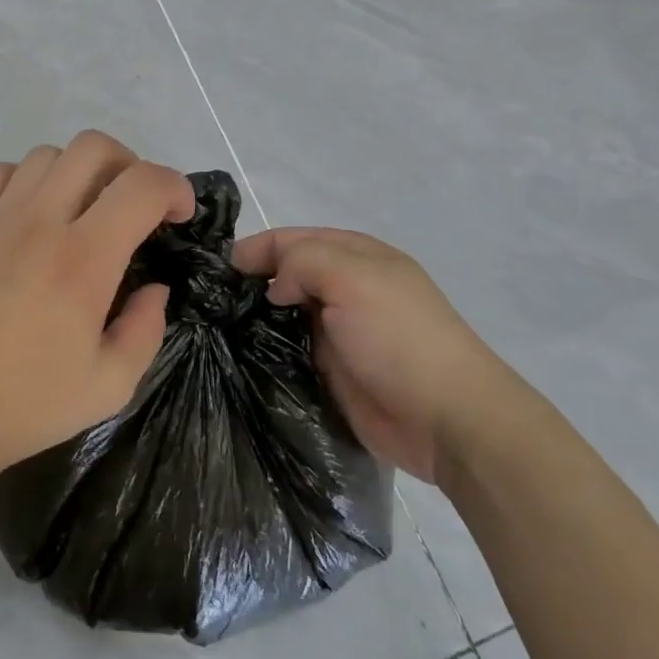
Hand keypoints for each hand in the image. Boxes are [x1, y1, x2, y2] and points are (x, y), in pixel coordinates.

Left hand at [0, 132, 193, 497]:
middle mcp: (41, 222)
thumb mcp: (110, 385)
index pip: (142, 186)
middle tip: (134, 206)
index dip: (175, 188)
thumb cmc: (25, 404)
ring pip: (46, 154)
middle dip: (130, 165)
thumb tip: (154, 287)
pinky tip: (30, 213)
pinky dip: (25, 178)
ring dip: (78, 172)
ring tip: (82, 210)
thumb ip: (146, 329)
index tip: (180, 214)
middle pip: (94, 147)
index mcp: (84, 259)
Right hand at [231, 228, 514, 486]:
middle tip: (211, 297)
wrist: (447, 420)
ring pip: (286, 312)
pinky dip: (266, 347)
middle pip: (288, 273)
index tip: (221, 268)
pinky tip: (239, 351)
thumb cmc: (399, 338)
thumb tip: (275, 287)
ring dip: (256, 315)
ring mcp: (340, 331)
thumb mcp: (352, 278)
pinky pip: (290, 348)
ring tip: (216, 323)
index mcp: (358, 256)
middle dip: (254, 279)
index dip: (259, 247)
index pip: (296, 238)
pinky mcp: (333, 369)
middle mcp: (347, 288)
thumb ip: (303, 262)